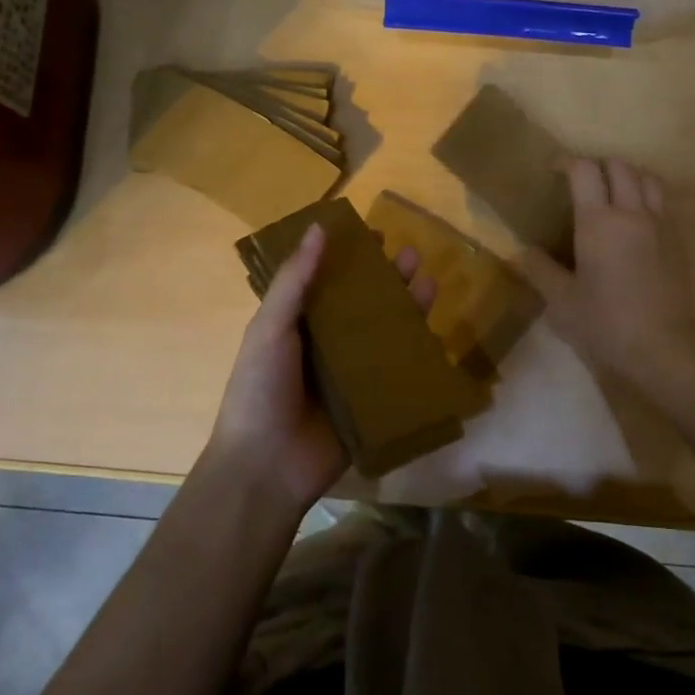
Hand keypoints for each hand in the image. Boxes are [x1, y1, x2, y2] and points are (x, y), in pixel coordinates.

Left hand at [208, 223, 436, 512]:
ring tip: (427, 280)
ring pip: (386, 331)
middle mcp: (328, 343)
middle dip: (387, 277)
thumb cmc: (260, 389)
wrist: (266, 467)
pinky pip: (398, 370)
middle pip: (365, 302)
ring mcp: (353, 373)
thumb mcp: (270, 328)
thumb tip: (318, 227)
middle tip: (410, 254)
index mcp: (299, 323)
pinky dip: (416, 349)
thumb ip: (294, 281)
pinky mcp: (373, 401)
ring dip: (407, 305)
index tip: (373, 233)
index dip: (349, 256)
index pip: (329, 279)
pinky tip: (435, 329)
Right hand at [522, 158, 694, 396]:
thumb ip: (540, 270)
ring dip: (628, 176)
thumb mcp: (561, 302)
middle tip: (582, 184)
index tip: (553, 172)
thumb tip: (524, 251)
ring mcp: (660, 224)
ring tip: (613, 194)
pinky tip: (635, 221)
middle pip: (619, 165)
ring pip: (648, 177)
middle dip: (598, 165)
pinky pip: (663, 202)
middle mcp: (632, 212)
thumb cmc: (606, 323)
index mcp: (598, 221)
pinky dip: (647, 196)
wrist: (664, 348)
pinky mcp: (678, 240)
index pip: (584, 170)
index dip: (567, 162)